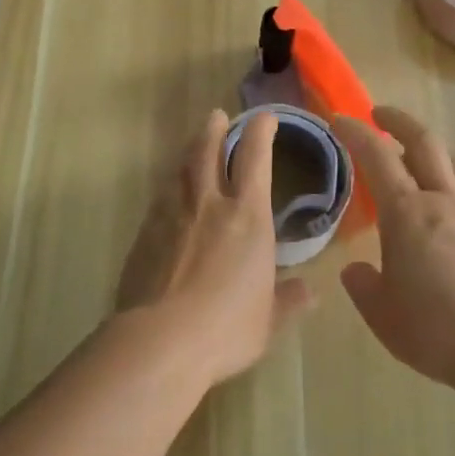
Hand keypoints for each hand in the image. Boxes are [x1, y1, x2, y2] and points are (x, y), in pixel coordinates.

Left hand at [115, 108, 314, 388]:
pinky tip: (168, 197)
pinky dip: (169, 189)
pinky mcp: (144, 234)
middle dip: (215, 130)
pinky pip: (160, 200)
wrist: (161, 339)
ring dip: (189, 153)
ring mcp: (172, 216)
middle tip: (217, 115)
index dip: (261, 133)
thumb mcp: (269, 320)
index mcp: (247, 217)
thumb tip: (310, 291)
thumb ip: (288, 300)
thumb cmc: (227, 327)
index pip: (256, 160)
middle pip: (209, 152)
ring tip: (193, 147)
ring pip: (180, 171)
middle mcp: (209, 204)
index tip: (265, 117)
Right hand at [333, 106, 454, 392]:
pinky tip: (453, 197)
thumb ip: (362, 286)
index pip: (376, 156)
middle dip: (398, 121)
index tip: (339, 119)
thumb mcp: (381, 314)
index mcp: (407, 212)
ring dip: (431, 146)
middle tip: (378, 115)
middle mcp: (443, 199)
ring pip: (454, 159)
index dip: (355, 132)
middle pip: (423, 141)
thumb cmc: (436, 330)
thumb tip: (355, 270)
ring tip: (417, 155)